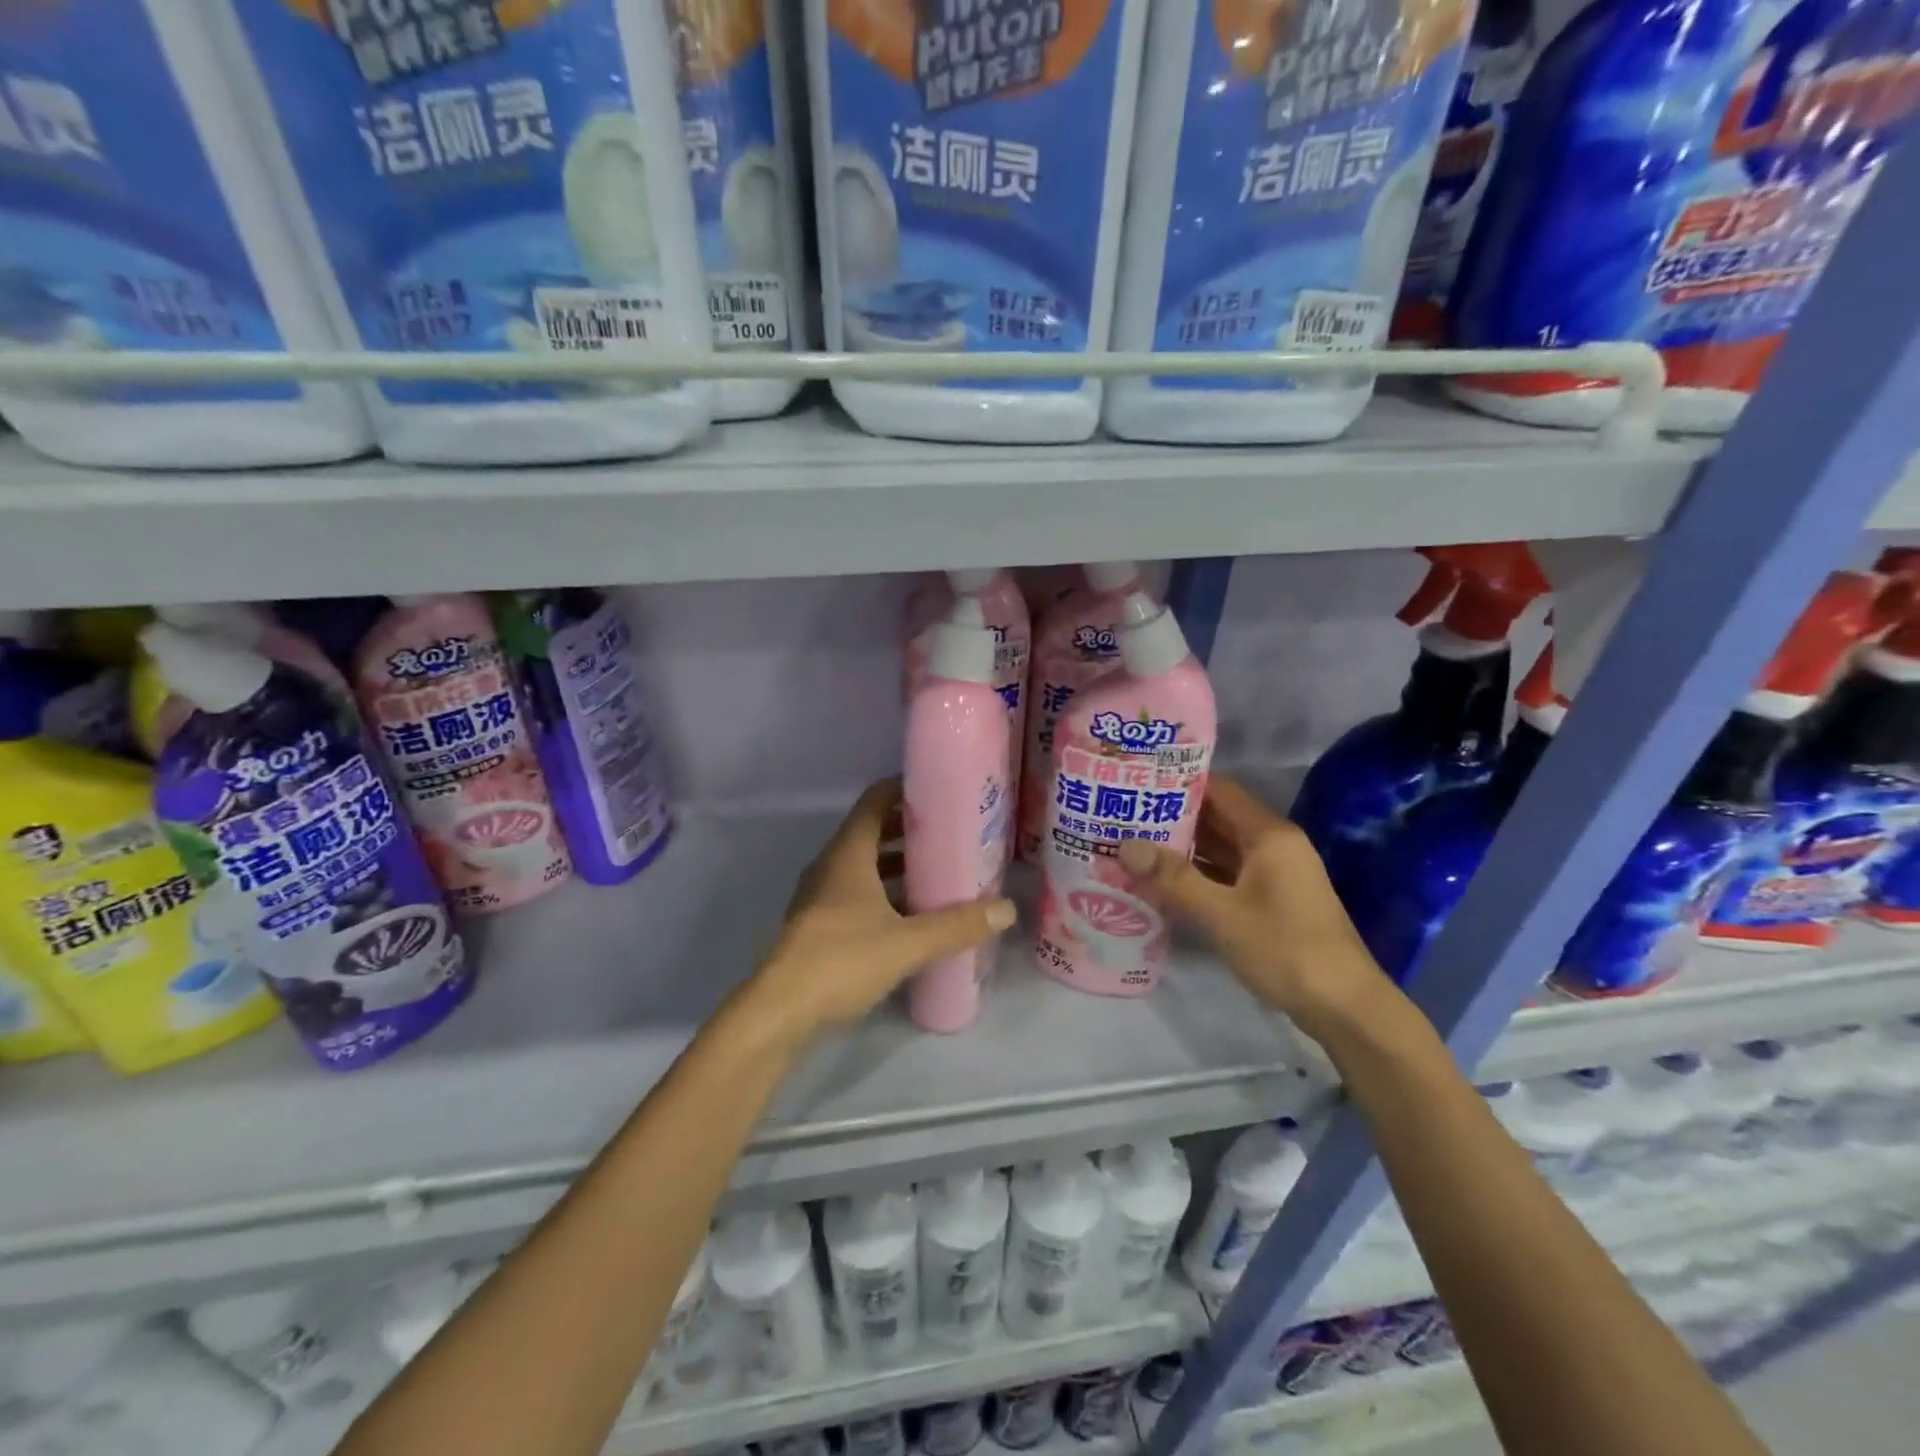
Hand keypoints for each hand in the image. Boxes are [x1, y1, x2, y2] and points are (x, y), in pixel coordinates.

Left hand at [745, 779, 1015, 1041]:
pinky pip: (856, 892)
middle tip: (951, 831)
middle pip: (871, 831)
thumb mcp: (908, 942)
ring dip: (896, 863)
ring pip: (863, 865)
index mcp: (848, 854)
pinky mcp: (817, 925)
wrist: (779, 1011)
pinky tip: (910, 914)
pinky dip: (883, 891)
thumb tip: (1006, 909)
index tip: (939, 790)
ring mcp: (819, 896)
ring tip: (938, 870)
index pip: (875, 801)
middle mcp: (831, 866)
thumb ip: (957, 925)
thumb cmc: (842, 960)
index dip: (904, 789)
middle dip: (909, 828)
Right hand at [1116, 777, 1394, 1041]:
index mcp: (1269, 835)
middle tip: (1123, 815)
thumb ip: (1173, 878)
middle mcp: (1273, 846)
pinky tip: (1161, 881)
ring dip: (1181, 848)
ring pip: (1219, 849)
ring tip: (1132, 844)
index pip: (1219, 790)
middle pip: (1217, 818)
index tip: (1137, 783)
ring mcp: (1274, 874)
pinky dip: (1196, 875)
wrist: (1345, 1008)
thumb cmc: (1286, 949)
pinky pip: (1226, 875)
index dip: (1178, 783)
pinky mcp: (1271, 901)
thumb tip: (1125, 846)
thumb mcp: (1222, 914)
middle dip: (1172, 817)